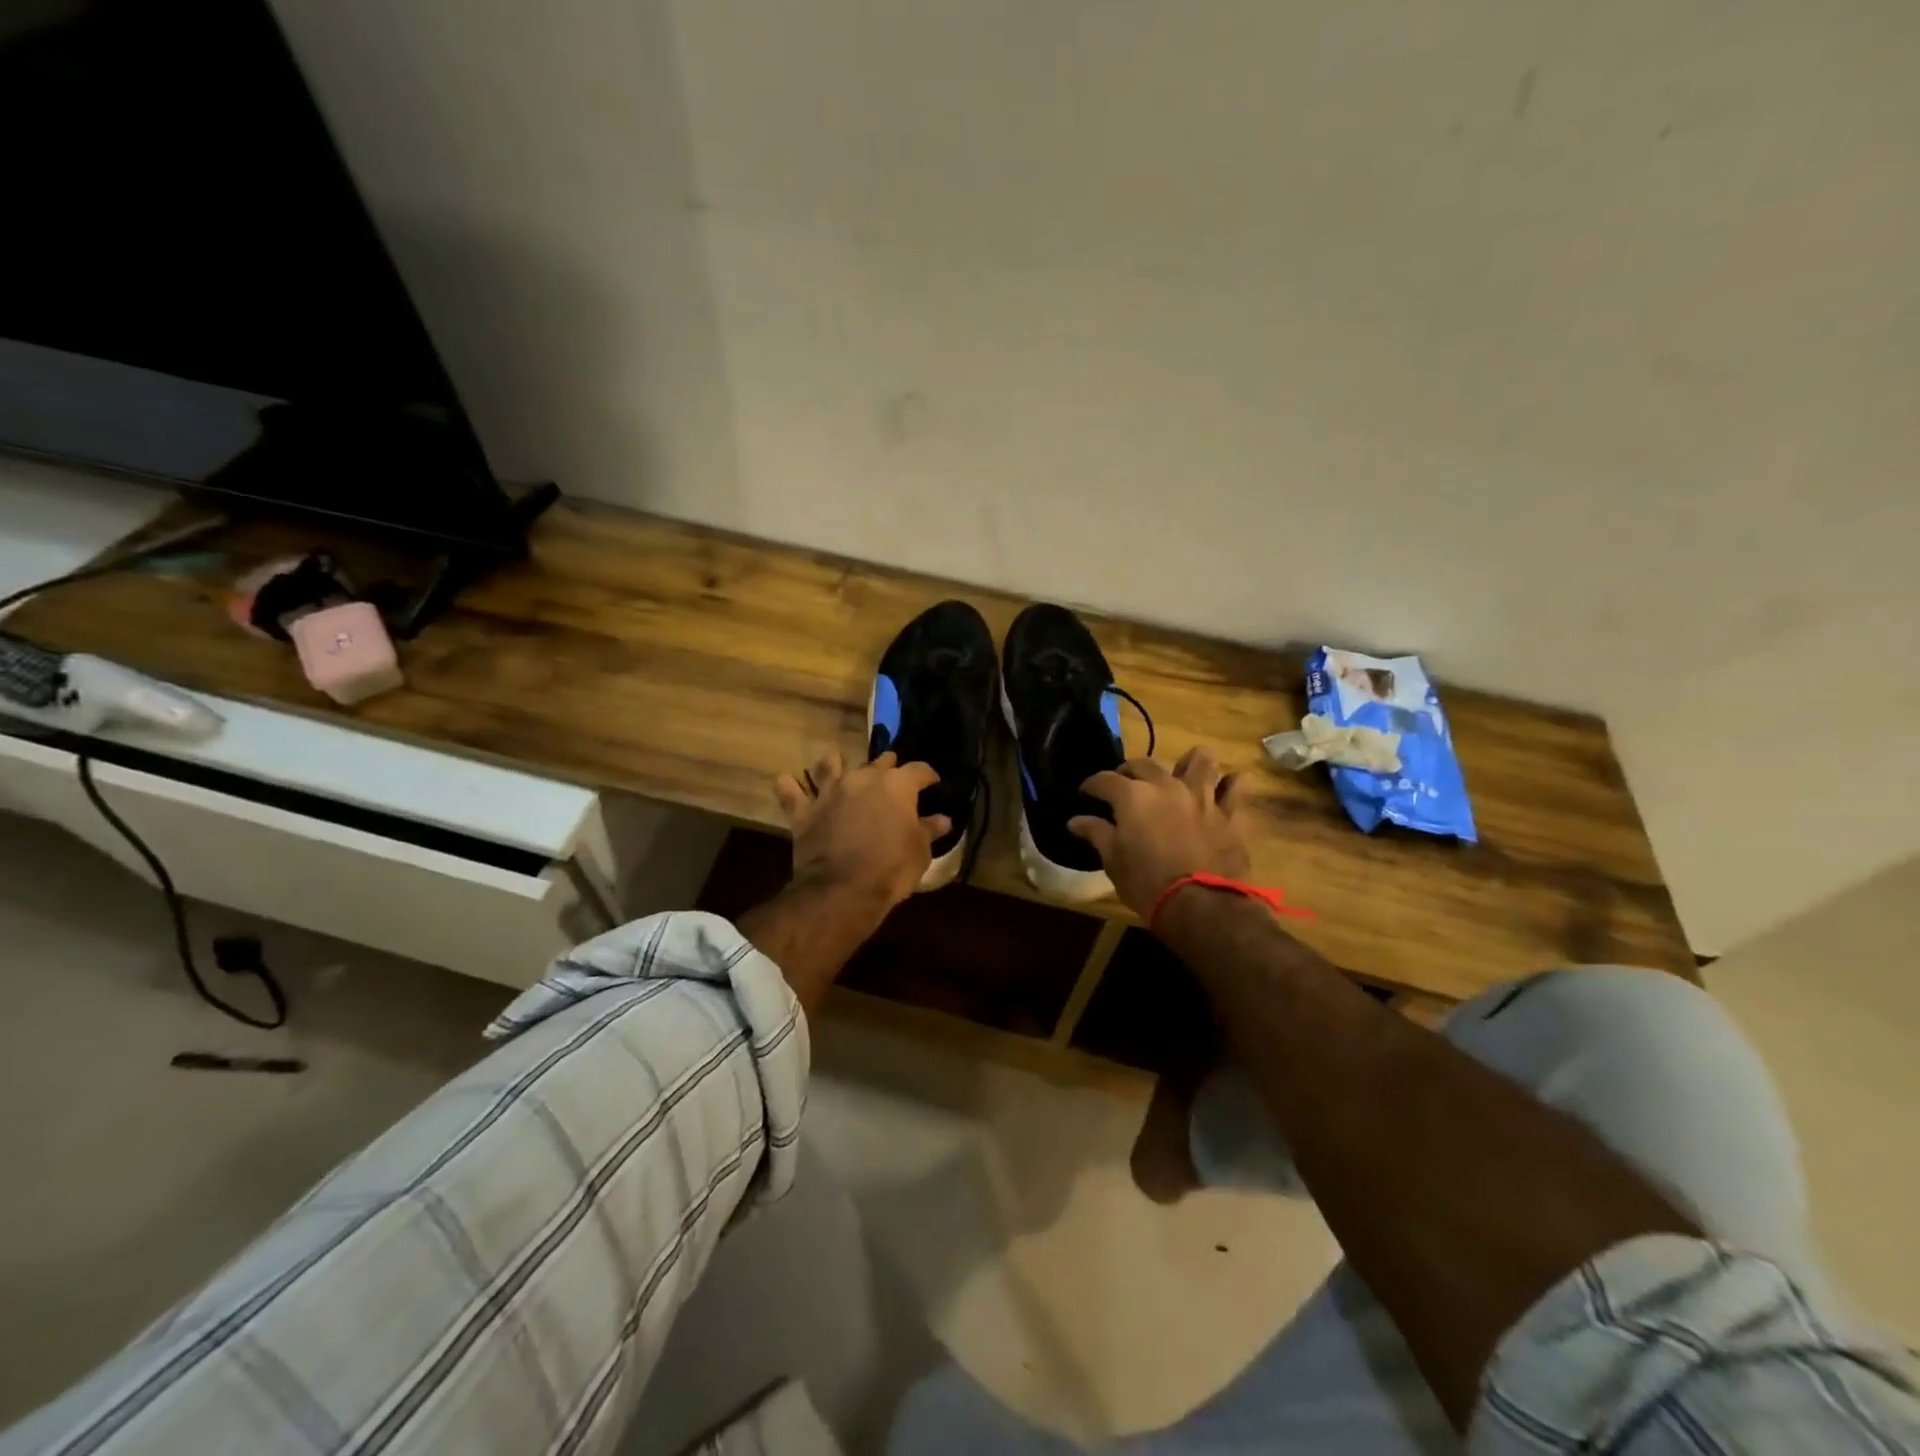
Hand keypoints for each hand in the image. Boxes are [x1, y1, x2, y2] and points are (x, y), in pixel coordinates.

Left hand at [774, 750, 950, 908]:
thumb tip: (942, 819)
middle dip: (887, 766)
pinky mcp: (804, 812)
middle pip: (877, 763)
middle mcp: (862, 779)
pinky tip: (787, 782)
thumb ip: (929, 829)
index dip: (928, 776)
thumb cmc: (892, 868)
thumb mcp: (920, 851)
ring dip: (835, 763)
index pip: (918, 770)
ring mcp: (830, 792)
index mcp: (896, 785)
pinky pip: (791, 792)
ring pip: (829, 765)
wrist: (843, 889)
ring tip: (837, 762)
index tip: (933, 783)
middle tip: (891, 773)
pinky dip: (789, 786)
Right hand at [1070, 747, 1251, 917]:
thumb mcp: (1113, 861)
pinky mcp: (1230, 813)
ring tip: (1181, 776)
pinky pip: (1239, 786)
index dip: (1091, 785)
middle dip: (1129, 772)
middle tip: (1124, 787)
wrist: (1201, 906)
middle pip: (1144, 763)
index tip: (1085, 794)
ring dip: (1189, 764)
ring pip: (1201, 759)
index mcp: (1133, 796)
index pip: (1104, 780)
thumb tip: (1075, 821)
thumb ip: (1096, 833)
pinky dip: (1231, 784)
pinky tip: (1223, 791)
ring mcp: (1202, 796)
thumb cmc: (1147, 884)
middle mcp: (1166, 786)